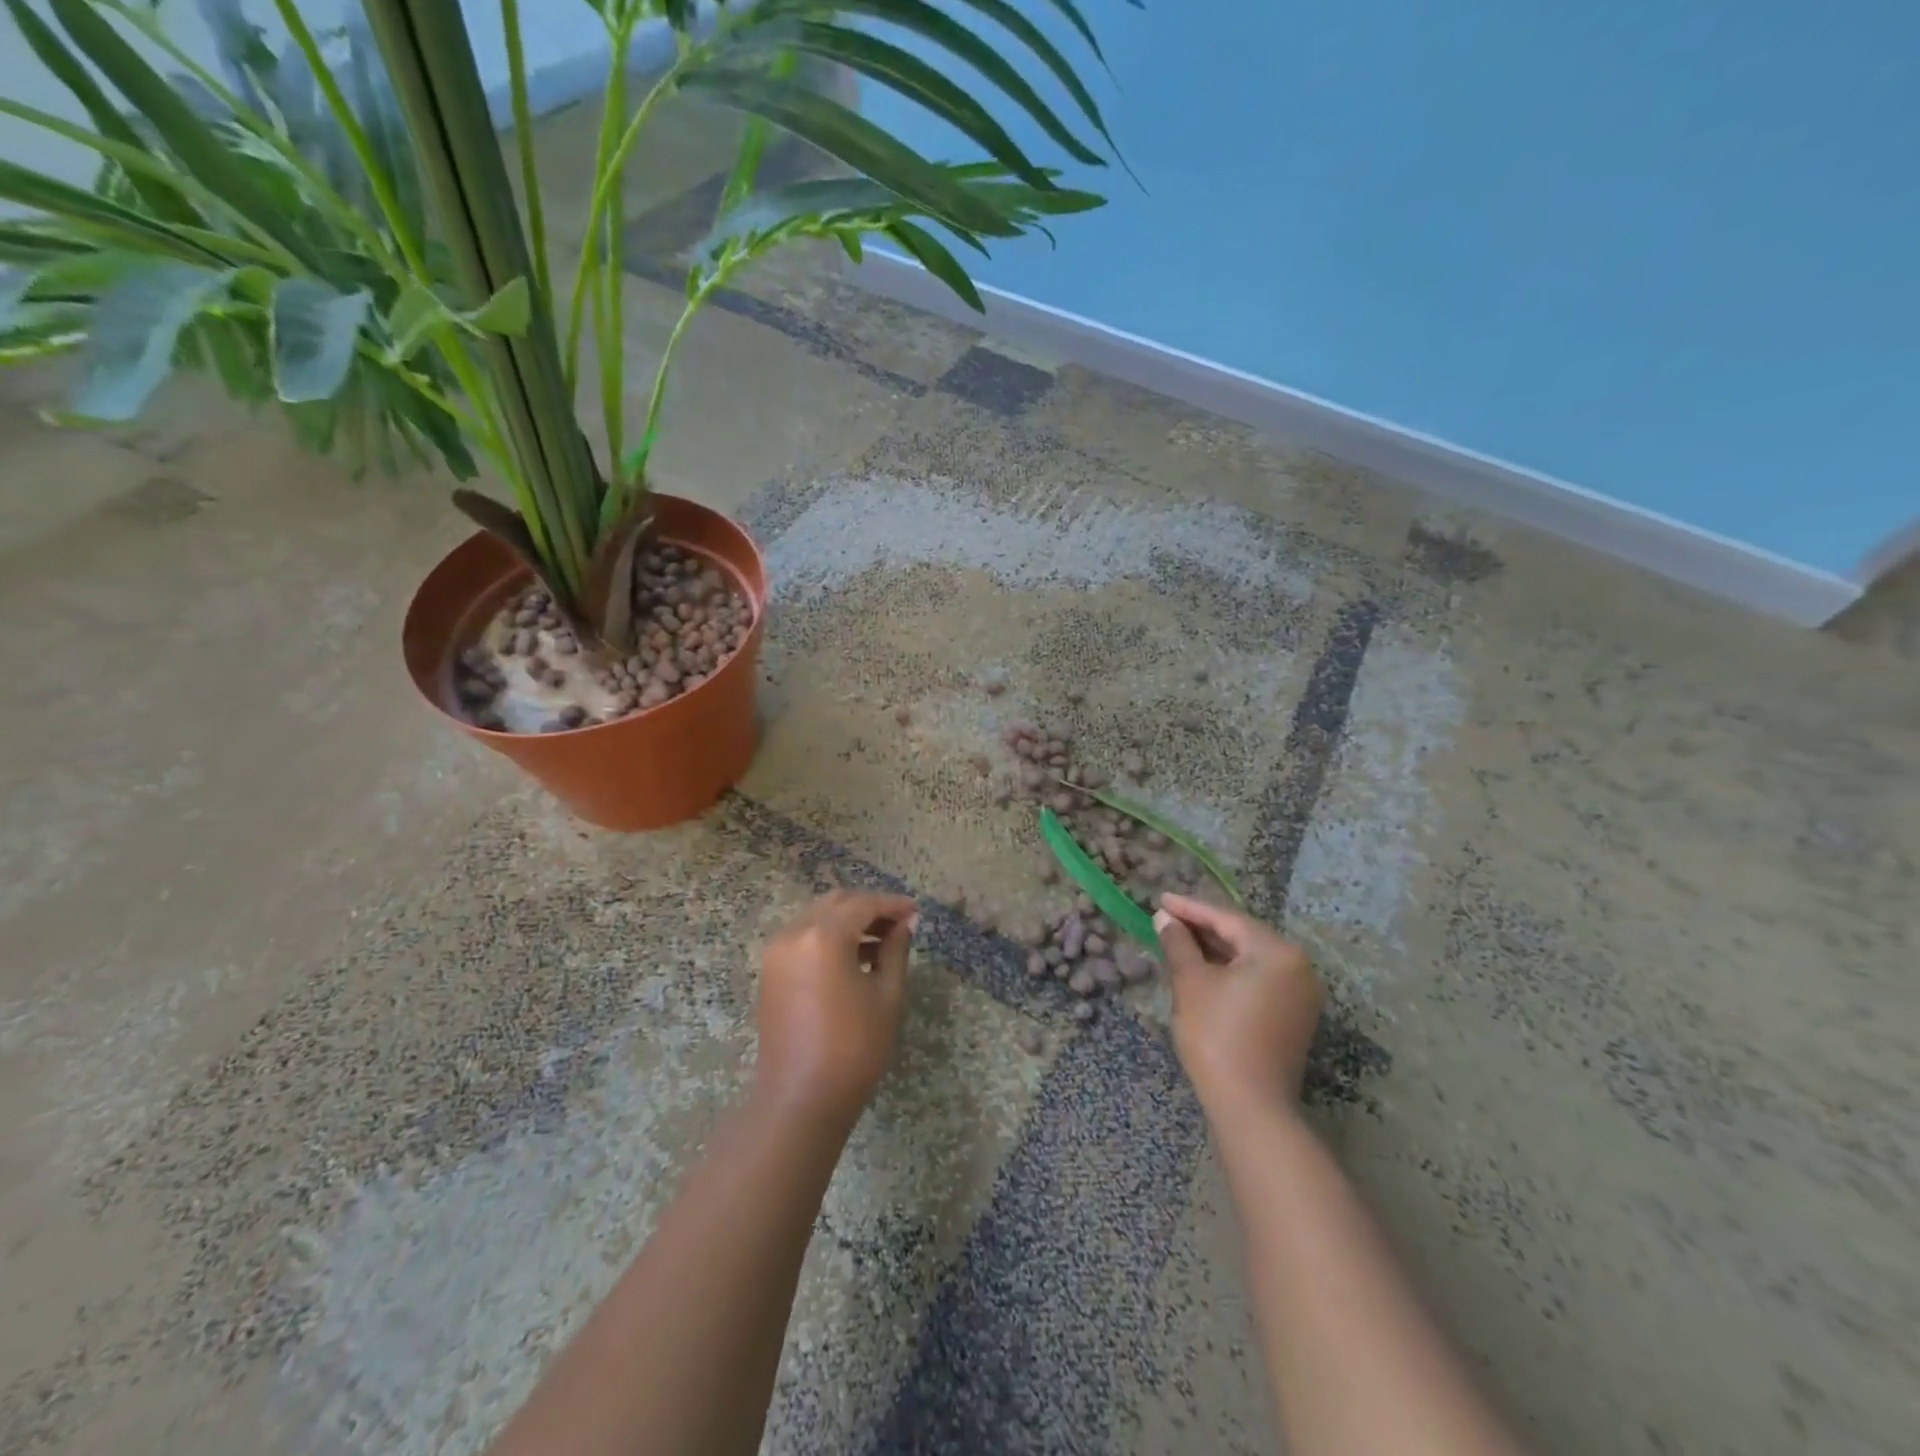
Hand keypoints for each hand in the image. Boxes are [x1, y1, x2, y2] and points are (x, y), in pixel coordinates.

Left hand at [753, 889, 918, 1129]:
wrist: (800, 1099)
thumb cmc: (854, 1048)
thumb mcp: (887, 995)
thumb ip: (896, 950)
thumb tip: (905, 924)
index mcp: (824, 936)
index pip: (863, 904)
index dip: (892, 904)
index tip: (915, 911)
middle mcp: (795, 933)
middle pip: (836, 903)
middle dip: (868, 908)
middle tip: (899, 924)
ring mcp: (777, 953)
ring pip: (817, 917)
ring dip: (848, 921)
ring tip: (881, 943)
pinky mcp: (770, 972)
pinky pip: (803, 938)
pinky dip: (828, 937)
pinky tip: (853, 958)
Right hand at [1155, 893, 1324, 1115]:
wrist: (1250, 1106)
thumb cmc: (1217, 1035)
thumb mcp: (1191, 982)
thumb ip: (1178, 943)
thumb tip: (1166, 918)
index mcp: (1277, 952)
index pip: (1227, 919)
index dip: (1190, 908)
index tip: (1161, 899)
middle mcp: (1298, 966)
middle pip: (1243, 936)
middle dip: (1203, 927)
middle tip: (1167, 918)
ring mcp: (1300, 993)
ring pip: (1250, 958)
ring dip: (1215, 949)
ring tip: (1179, 940)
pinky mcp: (1294, 1016)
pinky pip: (1259, 979)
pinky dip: (1231, 971)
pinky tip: (1203, 968)